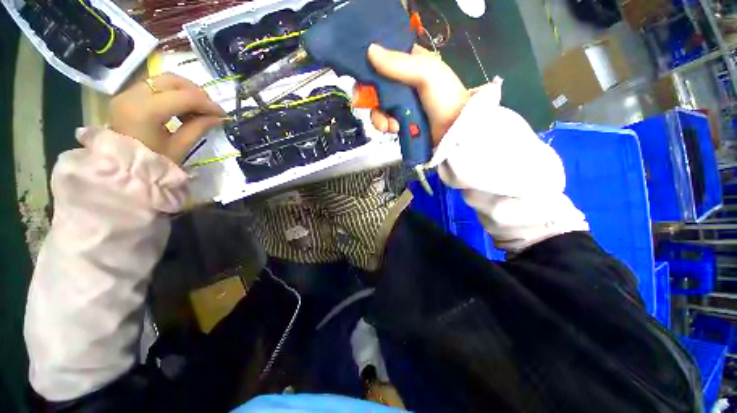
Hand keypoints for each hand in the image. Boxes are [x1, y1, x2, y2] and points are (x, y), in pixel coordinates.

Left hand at [108, 73, 224, 162]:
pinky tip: (182, 107)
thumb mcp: (179, 148)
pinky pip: (154, 86)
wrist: (121, 172)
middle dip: (196, 92)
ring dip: (185, 91)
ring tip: (198, 108)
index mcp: (146, 111)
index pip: (185, 97)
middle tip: (211, 108)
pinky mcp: (126, 97)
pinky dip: (172, 93)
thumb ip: (198, 128)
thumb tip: (218, 118)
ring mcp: (127, 94)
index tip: (223, 114)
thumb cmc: (152, 164)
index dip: (208, 104)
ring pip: (163, 80)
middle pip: (172, 80)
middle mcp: (133, 95)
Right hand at [367, 44, 470, 145]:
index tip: (365, 81)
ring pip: (378, 107)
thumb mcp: (425, 74)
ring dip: (380, 118)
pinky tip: (395, 129)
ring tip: (391, 126)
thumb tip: (369, 51)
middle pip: (375, 87)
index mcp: (409, 63)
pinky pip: (385, 121)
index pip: (382, 60)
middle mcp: (402, 82)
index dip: (369, 69)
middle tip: (375, 108)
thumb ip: (398, 64)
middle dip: (372, 101)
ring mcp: (401, 102)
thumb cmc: (444, 97)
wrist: (454, 129)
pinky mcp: (401, 119)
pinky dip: (387, 126)